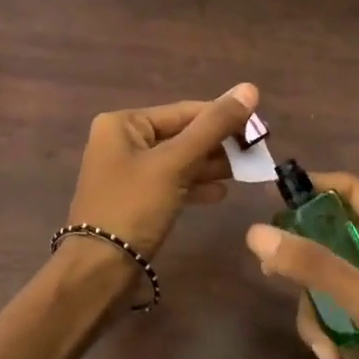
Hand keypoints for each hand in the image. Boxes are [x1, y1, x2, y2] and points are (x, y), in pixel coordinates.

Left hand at [68, 83, 258, 256]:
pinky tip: (221, 193)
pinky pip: (171, 183)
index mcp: (123, 123)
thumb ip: (213, 126)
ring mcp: (127, 172)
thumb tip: (249, 88)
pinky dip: (194, 185)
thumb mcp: (175, 163)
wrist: (99, 270)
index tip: (259, 128)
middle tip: (256, 152)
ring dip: (210, 165)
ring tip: (246, 171)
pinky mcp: (135, 199)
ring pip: (178, 160)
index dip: (223, 117)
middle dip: (218, 144)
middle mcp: (121, 141)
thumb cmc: (133, 207)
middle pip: (181, 134)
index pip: (183, 111)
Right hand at [246, 173, 358, 358]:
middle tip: (269, 271)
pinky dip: (329, 332)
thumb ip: (314, 266)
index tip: (269, 201)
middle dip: (302, 258)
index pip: (350, 190)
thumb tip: (255, 232)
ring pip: (328, 280)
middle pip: (331, 236)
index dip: (311, 188)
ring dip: (316, 310)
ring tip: (322, 343)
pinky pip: (337, 312)